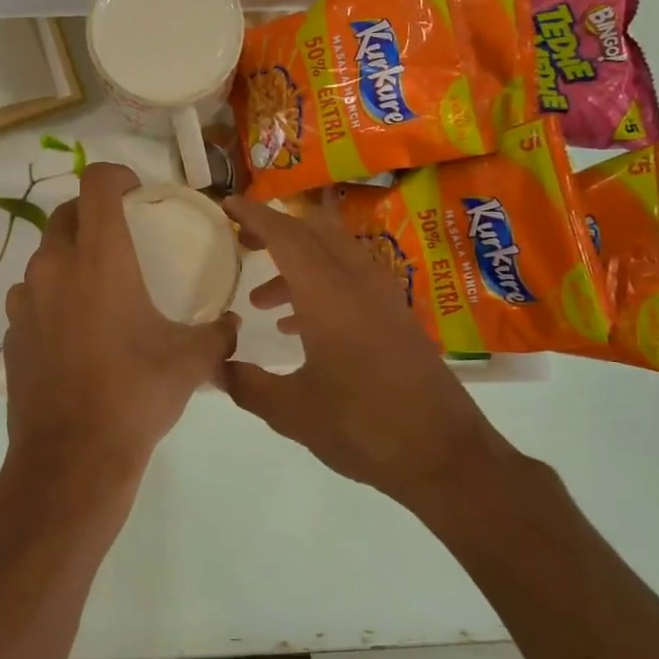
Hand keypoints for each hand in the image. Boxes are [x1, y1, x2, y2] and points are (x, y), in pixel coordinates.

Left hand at [0, 164, 238, 526]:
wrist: (73, 456)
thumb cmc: (136, 393)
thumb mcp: (191, 361)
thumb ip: (218, 333)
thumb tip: (231, 326)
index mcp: (100, 257)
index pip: (96, 183)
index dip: (116, 175)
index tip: (135, 190)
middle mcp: (54, 266)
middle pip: (66, 214)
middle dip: (93, 214)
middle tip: (121, 237)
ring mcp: (24, 300)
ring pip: (45, 257)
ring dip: (70, 258)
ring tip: (97, 288)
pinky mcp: (11, 333)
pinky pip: (32, 297)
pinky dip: (52, 298)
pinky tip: (75, 332)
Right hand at [220, 194, 520, 505]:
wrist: (444, 455)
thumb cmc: (363, 427)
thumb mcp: (292, 412)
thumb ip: (246, 385)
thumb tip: (213, 366)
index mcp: (329, 295)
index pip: (287, 236)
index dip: (255, 215)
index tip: (228, 204)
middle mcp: (358, 284)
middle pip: (315, 234)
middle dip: (276, 232)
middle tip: (243, 242)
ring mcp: (383, 299)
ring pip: (334, 258)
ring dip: (297, 267)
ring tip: (261, 302)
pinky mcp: (397, 319)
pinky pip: (352, 283)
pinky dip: (320, 288)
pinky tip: (300, 329)